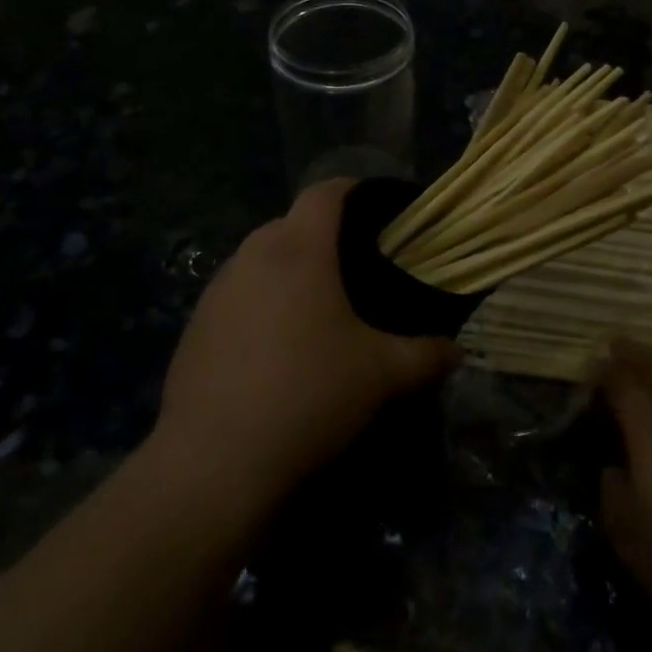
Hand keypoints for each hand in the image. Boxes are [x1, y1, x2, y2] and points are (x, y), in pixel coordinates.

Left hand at [154, 179, 458, 517]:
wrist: (214, 461)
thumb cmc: (307, 395)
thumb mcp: (381, 375)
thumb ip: (426, 356)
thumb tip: (456, 352)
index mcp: (299, 250)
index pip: (324, 192)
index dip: (354, 190)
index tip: (380, 212)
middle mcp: (252, 256)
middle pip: (291, 222)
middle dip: (324, 236)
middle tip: (357, 270)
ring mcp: (216, 290)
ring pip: (260, 258)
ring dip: (289, 270)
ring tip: (318, 310)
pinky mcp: (195, 325)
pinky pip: (237, 294)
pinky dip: (261, 302)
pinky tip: (276, 348)